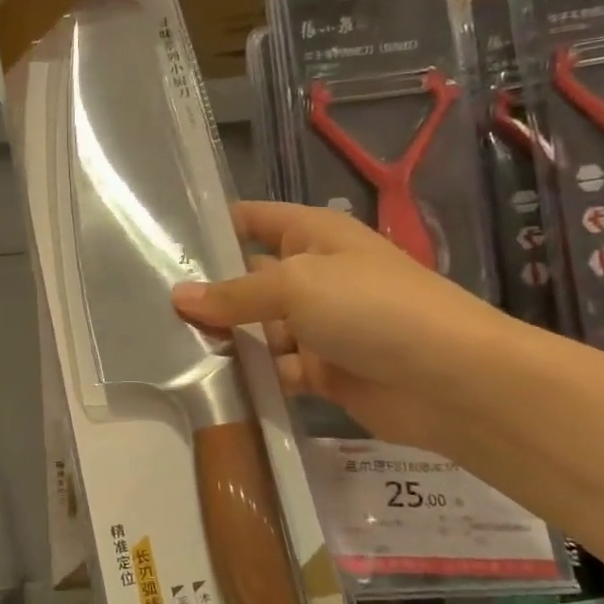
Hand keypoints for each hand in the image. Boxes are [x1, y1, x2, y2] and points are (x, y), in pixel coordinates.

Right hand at [171, 202, 516, 448]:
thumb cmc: (372, 308)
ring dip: (228, 339)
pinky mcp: (324, 372)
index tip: (163, 242)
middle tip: (152, 308)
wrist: (450, 380)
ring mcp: (320, 326)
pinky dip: (253, 376)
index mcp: (314, 236)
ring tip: (172, 350)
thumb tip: (179, 297)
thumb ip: (236, 293)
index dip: (214, 227)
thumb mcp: (296, 285)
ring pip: (259, 328)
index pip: (254, 219)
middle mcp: (315, 276)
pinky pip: (276, 369)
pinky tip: (215, 384)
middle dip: (209, 293)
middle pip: (249, 279)